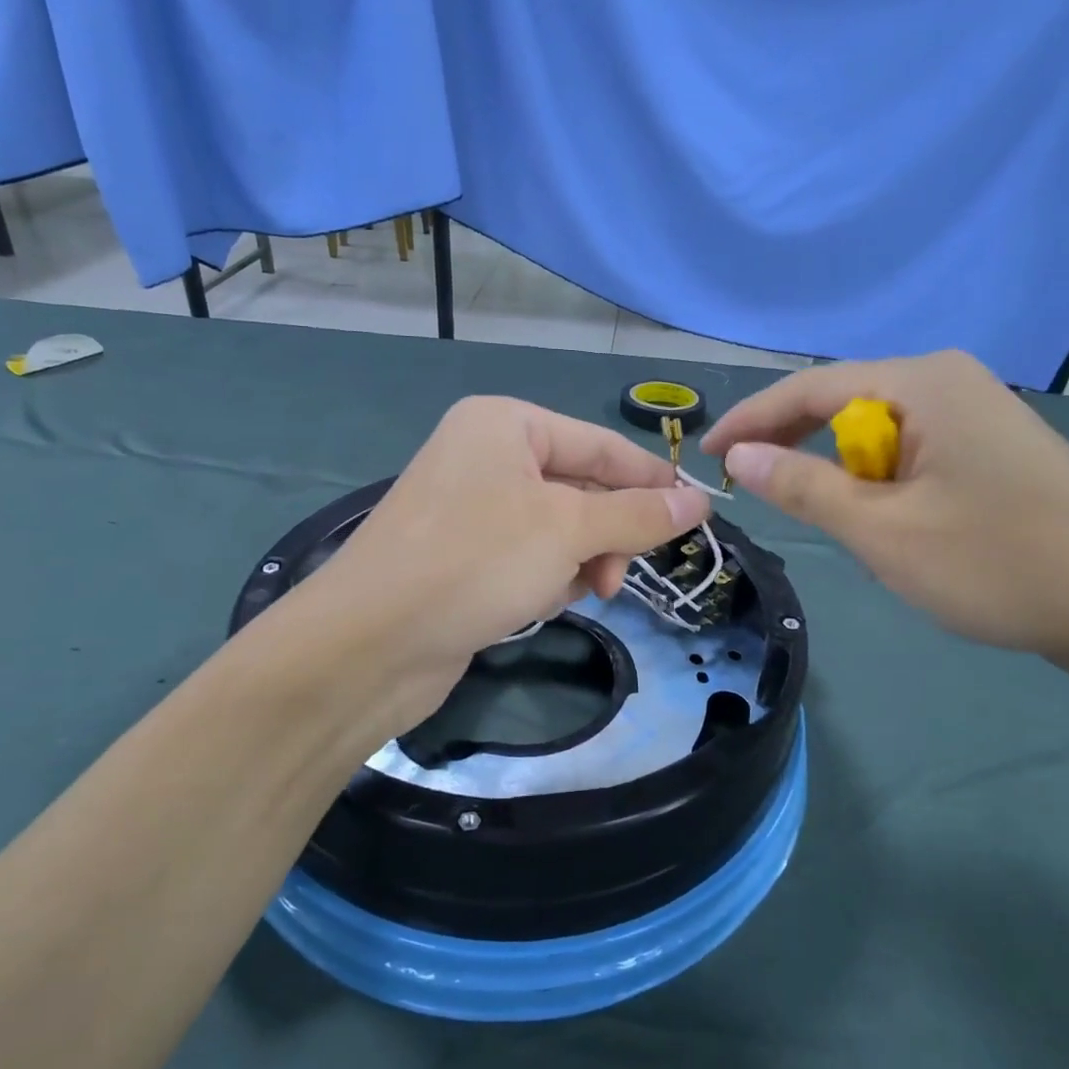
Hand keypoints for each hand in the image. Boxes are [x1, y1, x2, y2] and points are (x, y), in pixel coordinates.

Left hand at [284, 396, 708, 729]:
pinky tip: (540, 603)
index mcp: (505, 424)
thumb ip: (637, 515)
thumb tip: (699, 502)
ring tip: (583, 593)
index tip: (698, 515)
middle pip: (581, 488)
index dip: (652, 479)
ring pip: (558, 528)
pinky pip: (528, 556)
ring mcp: (470, 508)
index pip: (601, 445)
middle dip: (607, 534)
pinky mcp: (462, 556)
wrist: (370, 644)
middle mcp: (486, 457)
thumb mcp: (569, 530)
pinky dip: (546, 578)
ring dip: (579, 561)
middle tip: (621, 575)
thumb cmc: (476, 562)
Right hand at [702, 353, 1068, 674]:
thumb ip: (803, 487)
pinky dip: (882, 484)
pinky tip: (888, 521)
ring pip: (879, 434)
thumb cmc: (999, 565)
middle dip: (796, 446)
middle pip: (844, 404)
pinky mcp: (995, 447)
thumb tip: (737, 456)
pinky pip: (913, 452)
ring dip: (843, 474)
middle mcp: (950, 381)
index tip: (705, 454)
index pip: (809, 388)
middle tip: (752, 487)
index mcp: (923, 382)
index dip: (750, 421)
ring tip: (831, 520)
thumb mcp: (883, 532)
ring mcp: (979, 412)